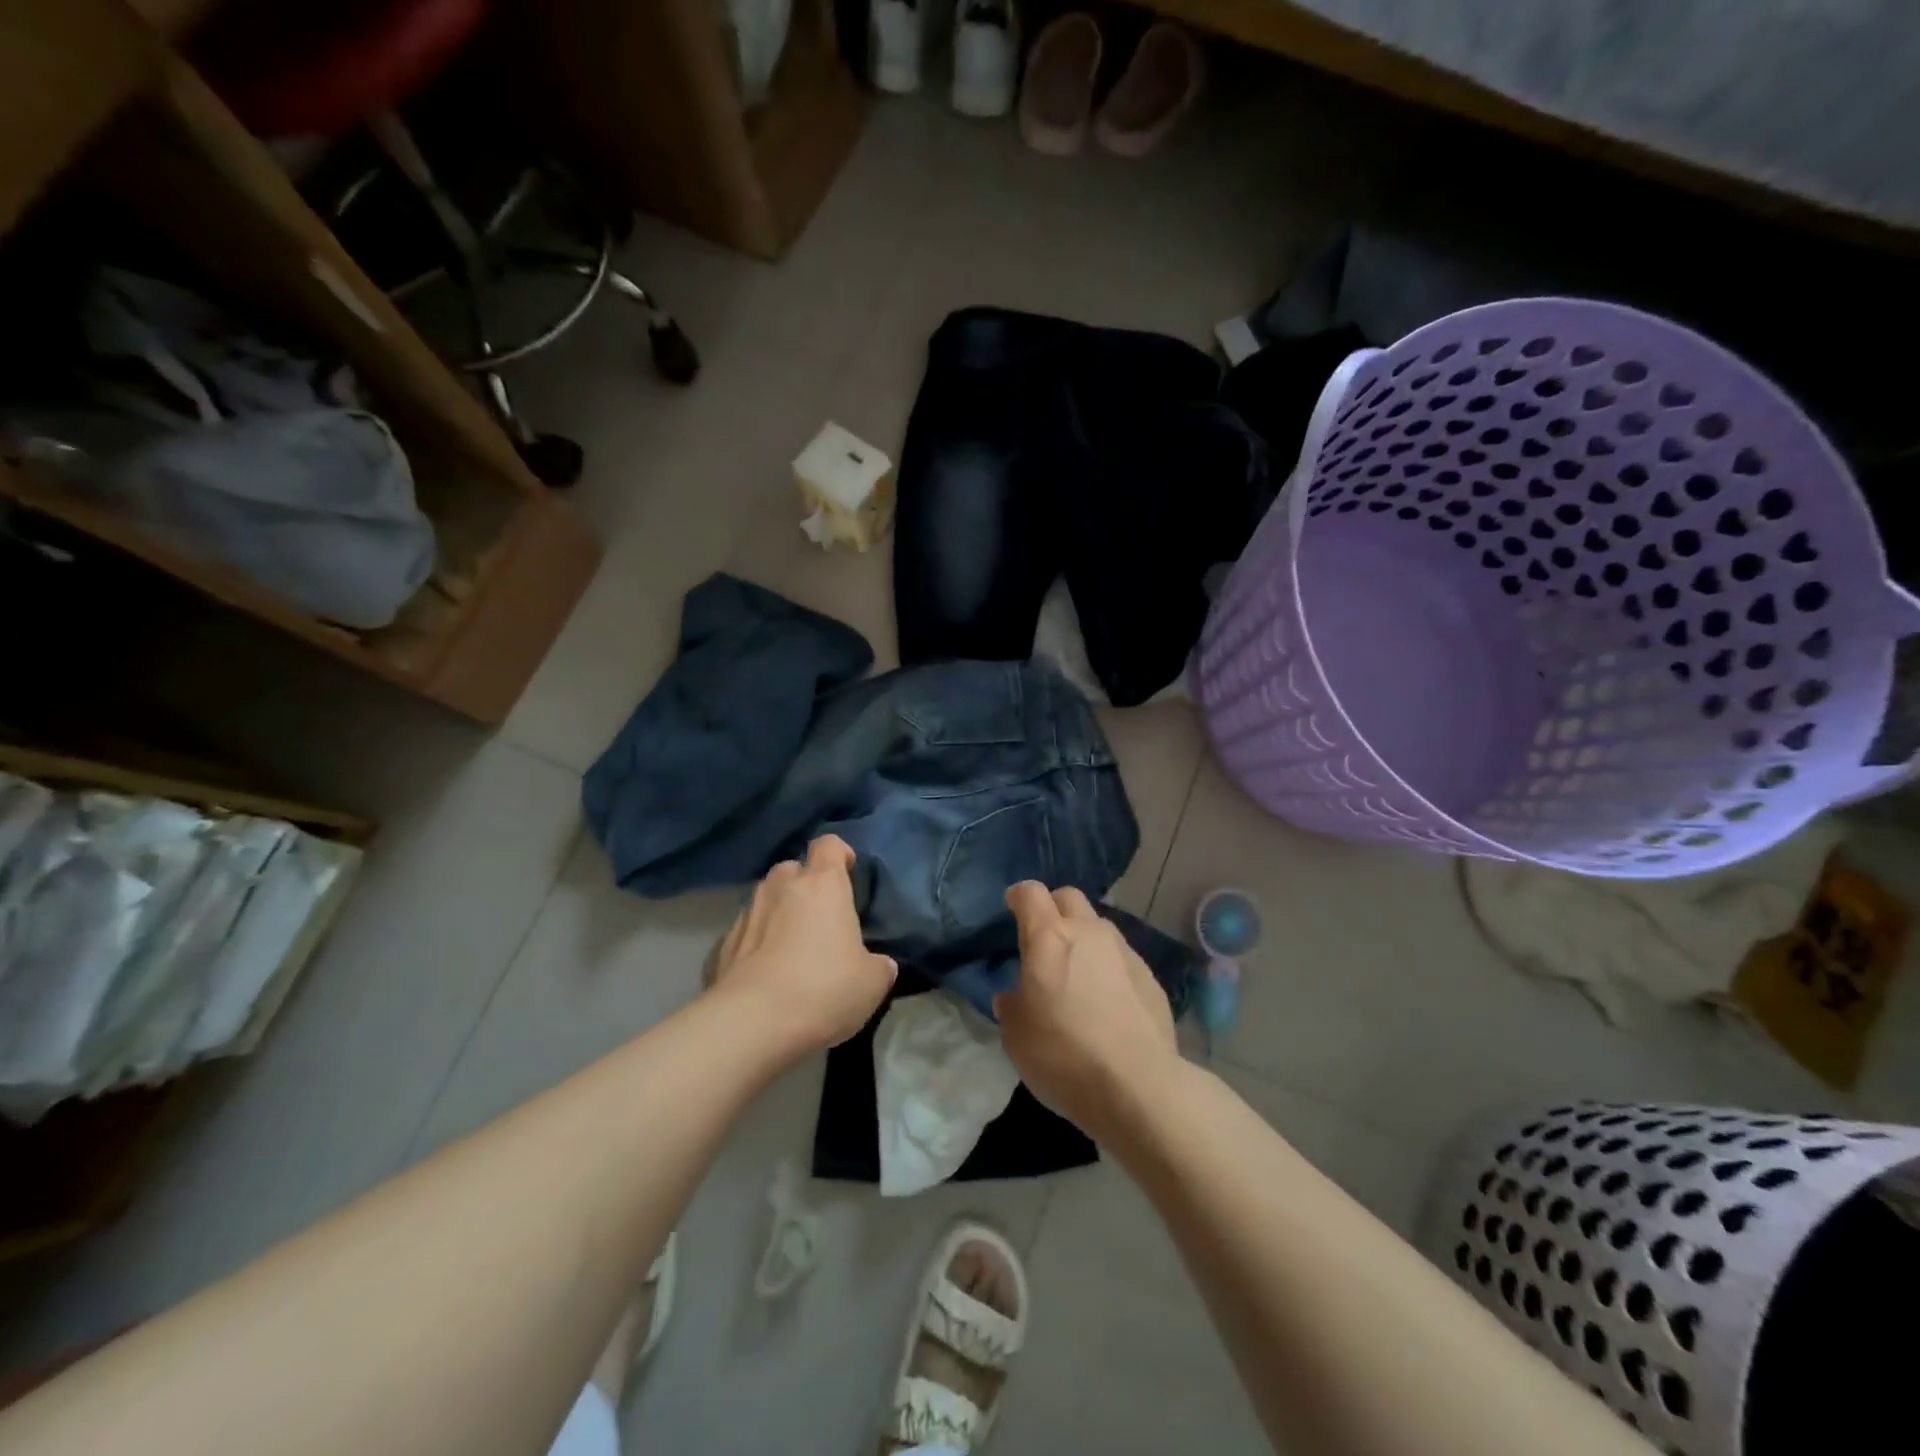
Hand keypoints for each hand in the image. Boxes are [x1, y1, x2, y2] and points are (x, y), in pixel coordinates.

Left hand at [709, 835, 896, 1050]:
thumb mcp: (872, 982)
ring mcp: (747, 914)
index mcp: (822, 885)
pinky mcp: (722, 945)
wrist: (751, 1024)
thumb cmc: (822, 989)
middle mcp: (781, 887)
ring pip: (766, 900)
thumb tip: (878, 964)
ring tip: (791, 949)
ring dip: (778, 914)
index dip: (839, 854)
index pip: (829, 845)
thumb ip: (878, 964)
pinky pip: (746, 932)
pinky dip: (756, 944)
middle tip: (820, 918)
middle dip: (805, 886)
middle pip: (793, 870)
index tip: (848, 873)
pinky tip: (765, 975)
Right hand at [994, 882, 1178, 1141]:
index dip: (1019, 897)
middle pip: (1069, 897)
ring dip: (1084, 937)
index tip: (1012, 907)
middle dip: (1054, 908)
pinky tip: (1107, 1000)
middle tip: (1045, 938)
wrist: (1137, 1085)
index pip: (1030, 893)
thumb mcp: (1016, 1036)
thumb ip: (1012, 1006)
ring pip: (1099, 926)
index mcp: (1049, 937)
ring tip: (1077, 972)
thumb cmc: (1063, 1054)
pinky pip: (1122, 958)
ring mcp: (1124, 952)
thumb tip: (1015, 996)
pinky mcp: (1150, 977)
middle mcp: (1088, 932)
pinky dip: (1109, 967)